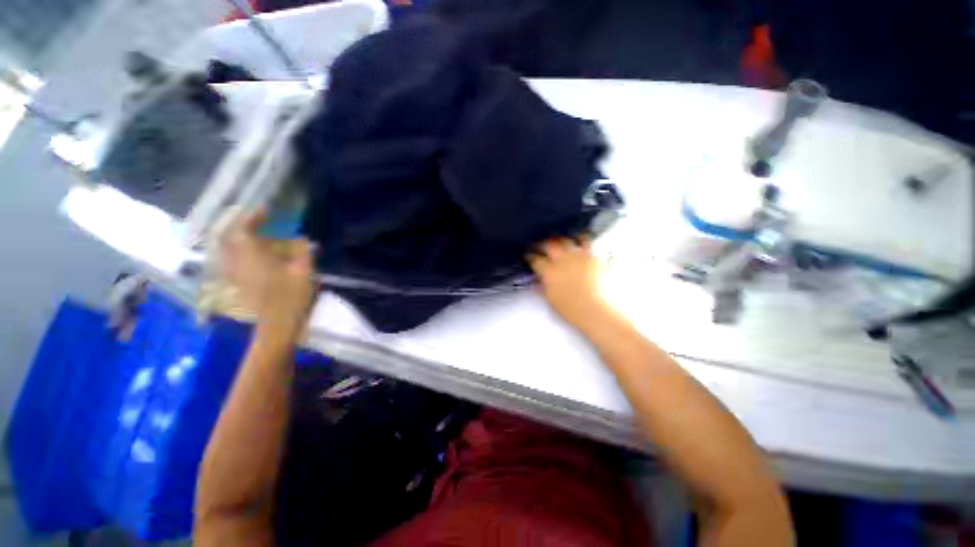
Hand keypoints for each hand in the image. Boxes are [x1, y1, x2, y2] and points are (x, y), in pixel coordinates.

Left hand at [220, 210, 316, 334]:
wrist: (277, 326)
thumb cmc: (292, 298)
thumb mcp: (304, 272)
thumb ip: (302, 251)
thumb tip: (300, 237)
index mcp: (253, 257)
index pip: (244, 229)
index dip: (253, 216)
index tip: (266, 209)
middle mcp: (237, 262)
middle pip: (230, 237)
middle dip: (241, 225)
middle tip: (258, 220)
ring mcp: (235, 273)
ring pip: (230, 248)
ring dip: (240, 237)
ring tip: (258, 234)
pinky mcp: (238, 283)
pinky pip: (234, 259)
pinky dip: (242, 251)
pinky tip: (256, 253)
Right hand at [527, 237, 612, 329]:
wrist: (595, 310)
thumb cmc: (571, 309)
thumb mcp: (551, 299)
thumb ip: (543, 286)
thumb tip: (538, 279)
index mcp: (549, 272)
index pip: (535, 259)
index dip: (530, 256)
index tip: (529, 256)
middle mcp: (561, 260)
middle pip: (548, 244)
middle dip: (542, 243)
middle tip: (540, 245)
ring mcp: (577, 256)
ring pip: (565, 240)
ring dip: (560, 239)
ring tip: (558, 240)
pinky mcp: (592, 256)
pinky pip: (586, 241)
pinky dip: (581, 238)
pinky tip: (580, 238)